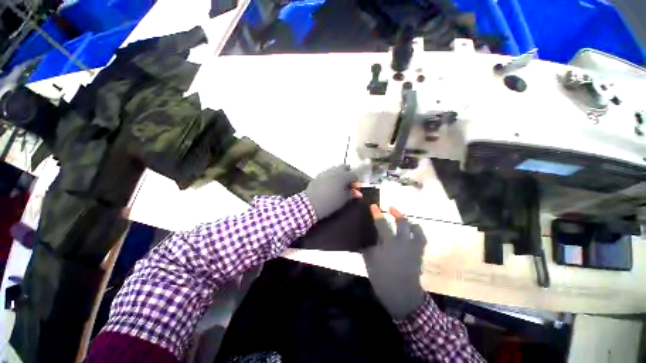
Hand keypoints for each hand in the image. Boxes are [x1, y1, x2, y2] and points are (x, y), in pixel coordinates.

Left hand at [304, 165, 361, 219]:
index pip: (354, 174)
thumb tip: (358, 193)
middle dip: (348, 173)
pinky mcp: (318, 175)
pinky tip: (330, 185)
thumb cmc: (330, 203)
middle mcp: (335, 171)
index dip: (356, 181)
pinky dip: (331, 176)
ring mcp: (325, 172)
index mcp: (343, 176)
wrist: (310, 204)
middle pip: (344, 167)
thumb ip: (352, 194)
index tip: (355, 188)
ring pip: (335, 168)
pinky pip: (328, 172)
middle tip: (347, 183)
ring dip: (339, 174)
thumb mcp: (343, 200)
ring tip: (338, 185)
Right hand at [363, 205, 426, 318]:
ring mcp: (414, 247)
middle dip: (396, 213)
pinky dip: (417, 231)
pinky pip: (421, 238)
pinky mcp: (419, 253)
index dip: (377, 214)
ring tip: (403, 218)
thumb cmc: (382, 278)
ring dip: (408, 221)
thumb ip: (368, 246)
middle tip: (390, 208)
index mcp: (389, 244)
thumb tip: (365, 236)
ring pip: (415, 228)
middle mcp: (403, 242)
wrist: (402, 295)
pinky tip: (412, 231)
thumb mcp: (370, 261)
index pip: (382, 224)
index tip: (373, 206)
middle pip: (402, 222)